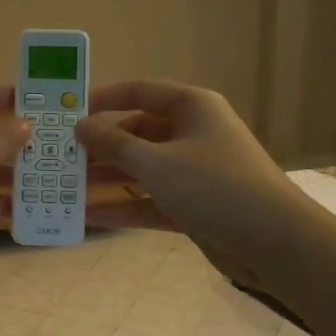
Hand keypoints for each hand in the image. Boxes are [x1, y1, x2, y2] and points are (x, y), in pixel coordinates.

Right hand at [75, 80, 295, 284]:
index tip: (67, 113)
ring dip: (107, 179)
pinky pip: (150, 199)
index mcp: (191, 107)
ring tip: (65, 187)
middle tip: (59, 157)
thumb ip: (114, 144)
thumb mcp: (156, 163)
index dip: (102, 99)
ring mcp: (193, 171)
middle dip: (99, 147)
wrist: (276, 243)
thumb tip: (80, 125)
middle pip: (136, 133)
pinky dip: (124, 206)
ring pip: (141, 169)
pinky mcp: (193, 205)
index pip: (139, 92)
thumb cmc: (215, 187)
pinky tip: (88, 215)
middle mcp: (192, 133)